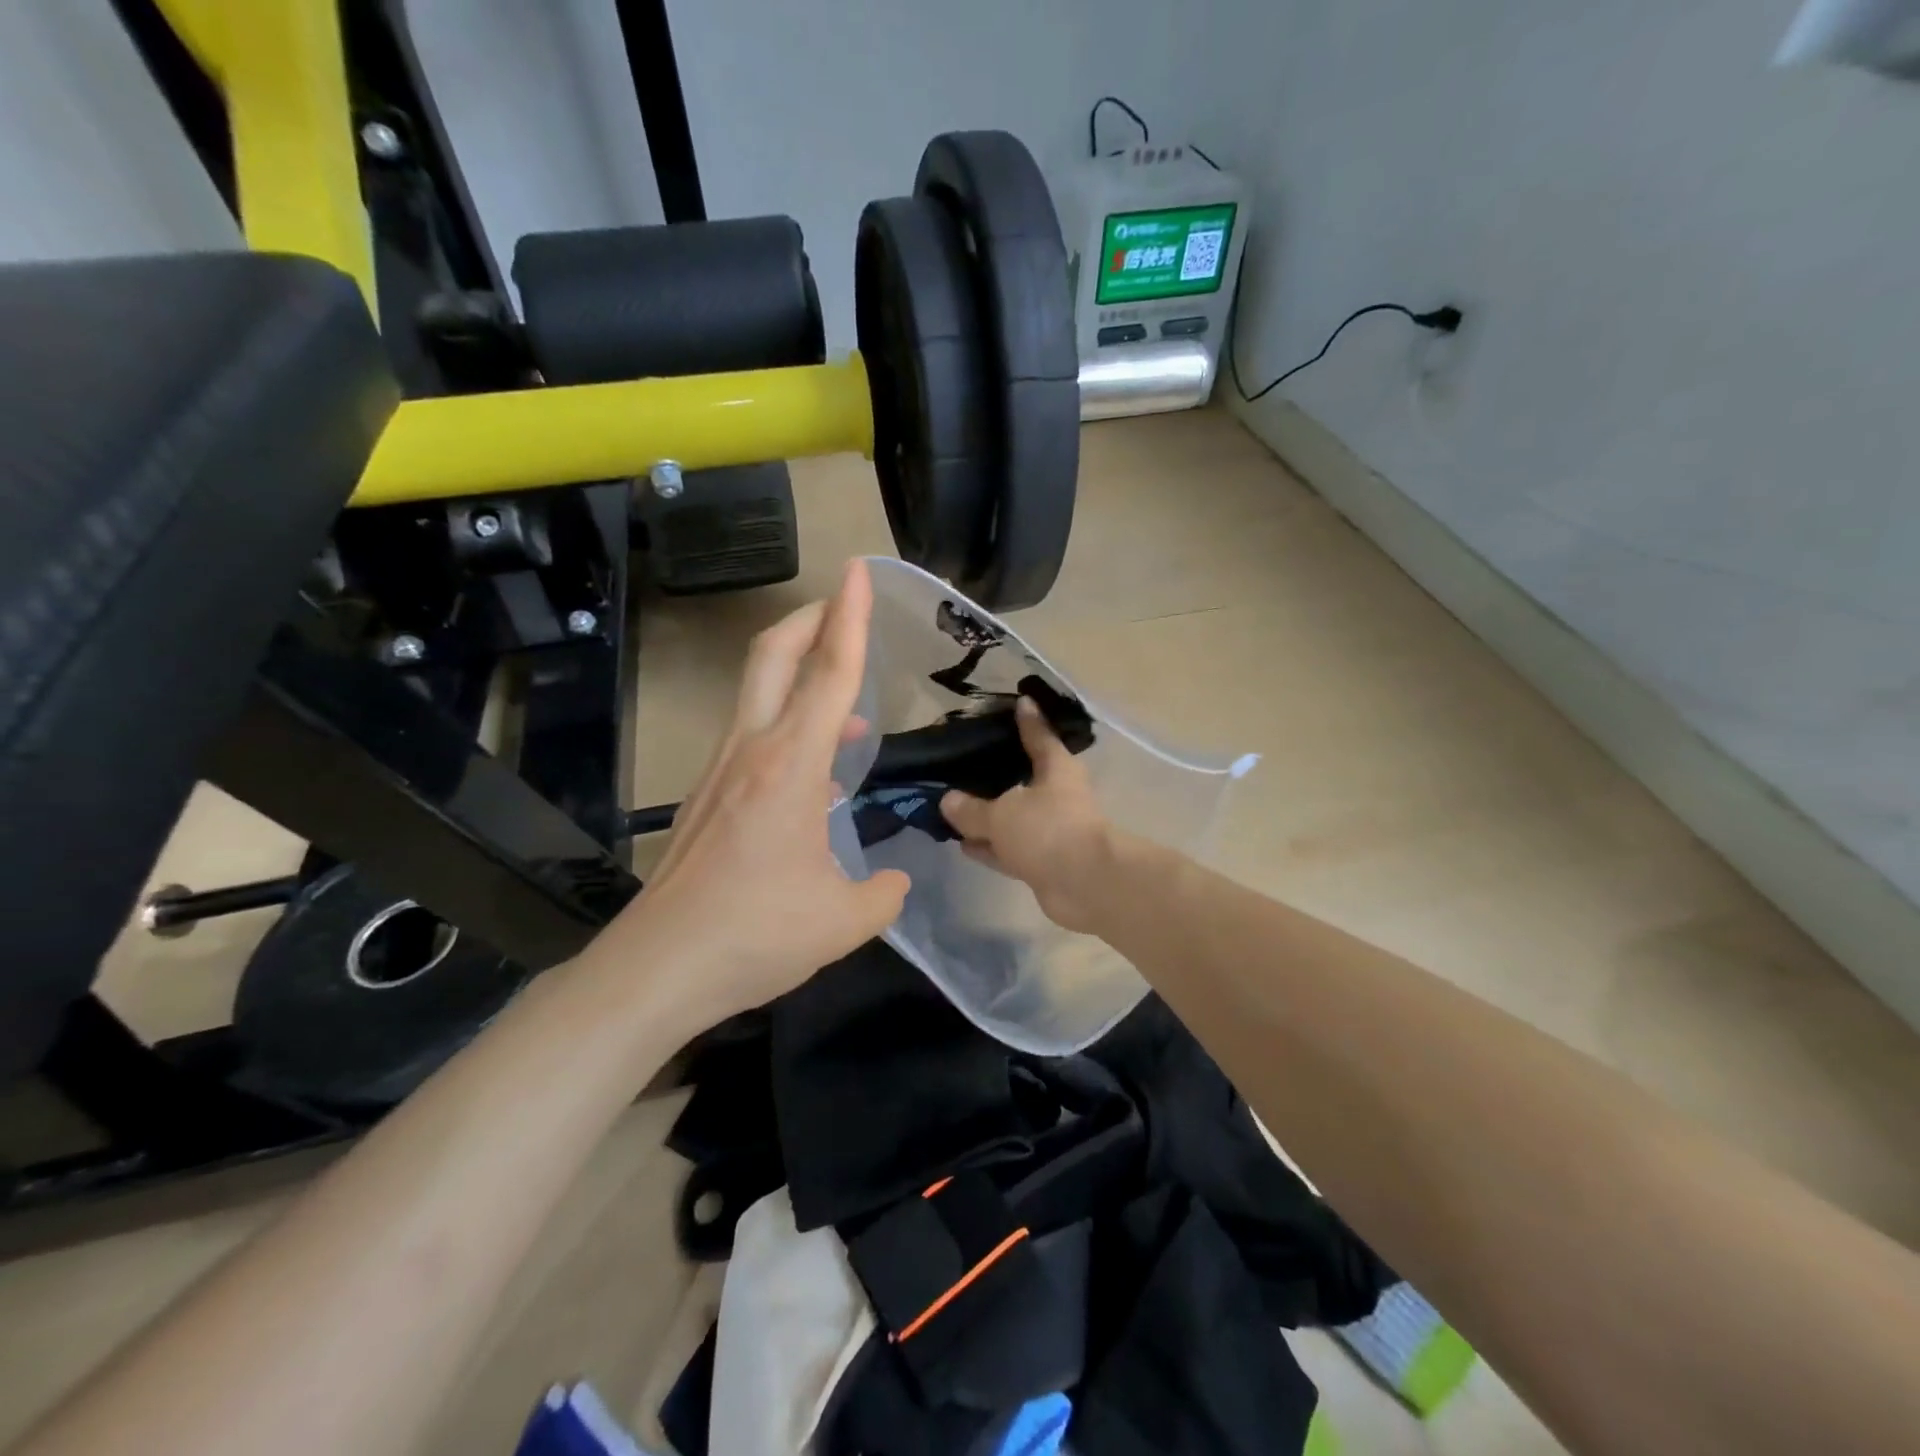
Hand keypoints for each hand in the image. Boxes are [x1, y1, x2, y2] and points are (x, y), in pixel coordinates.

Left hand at [587, 560, 909, 1033]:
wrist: (659, 967)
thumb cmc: (755, 934)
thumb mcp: (843, 921)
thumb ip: (882, 893)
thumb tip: (892, 881)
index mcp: (790, 766)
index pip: (829, 672)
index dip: (849, 617)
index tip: (858, 571)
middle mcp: (751, 752)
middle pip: (773, 656)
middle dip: (810, 620)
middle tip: (843, 606)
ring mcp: (721, 771)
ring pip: (758, 694)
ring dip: (801, 677)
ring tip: (849, 708)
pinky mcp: (706, 797)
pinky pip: (753, 738)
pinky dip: (788, 729)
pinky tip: (816, 776)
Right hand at [940, 698, 1117, 933]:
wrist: (1086, 884)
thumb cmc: (1048, 830)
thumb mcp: (1002, 814)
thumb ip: (972, 809)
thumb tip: (948, 800)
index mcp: (1056, 769)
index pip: (1039, 736)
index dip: (1028, 721)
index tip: (1020, 702)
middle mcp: (1057, 796)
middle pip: (1023, 779)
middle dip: (997, 774)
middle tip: (964, 763)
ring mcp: (1051, 831)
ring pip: (1013, 818)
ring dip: (988, 818)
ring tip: (954, 808)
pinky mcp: (1044, 862)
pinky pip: (1010, 848)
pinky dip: (990, 847)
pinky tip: (964, 845)